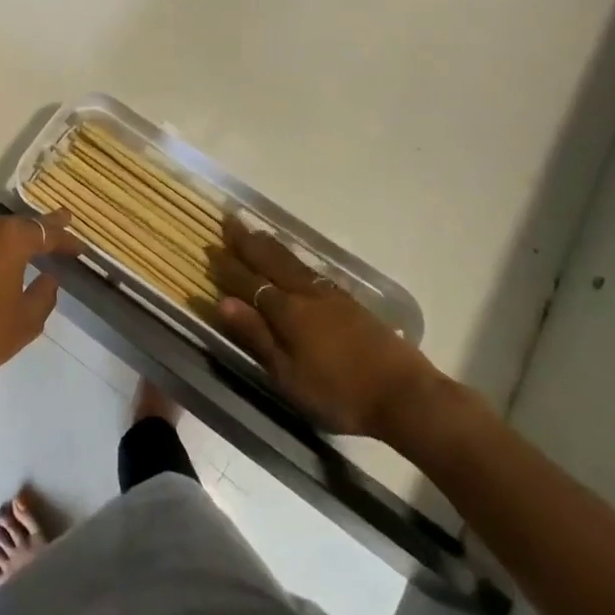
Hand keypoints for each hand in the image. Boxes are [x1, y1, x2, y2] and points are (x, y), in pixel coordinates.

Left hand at [0, 212, 78, 397]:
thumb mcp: (25, 323)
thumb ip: (44, 295)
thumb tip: (48, 278)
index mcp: (6, 239)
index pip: (43, 231)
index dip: (64, 238)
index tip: (79, 247)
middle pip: (11, 227)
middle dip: (32, 234)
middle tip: (51, 237)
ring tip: (12, 255)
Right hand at [210, 218, 443, 442]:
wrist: (405, 394)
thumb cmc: (340, 393)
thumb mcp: (289, 376)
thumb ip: (257, 337)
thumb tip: (223, 302)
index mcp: (286, 312)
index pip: (248, 282)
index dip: (227, 267)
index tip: (209, 249)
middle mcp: (305, 294)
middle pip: (270, 261)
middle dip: (247, 242)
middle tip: (229, 220)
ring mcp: (330, 295)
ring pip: (292, 261)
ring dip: (269, 244)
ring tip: (254, 230)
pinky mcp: (349, 302)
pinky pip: (310, 269)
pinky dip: (293, 258)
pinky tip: (294, 261)